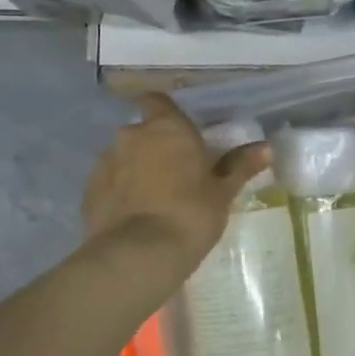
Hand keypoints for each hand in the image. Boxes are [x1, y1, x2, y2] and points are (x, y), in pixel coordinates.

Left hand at [82, 94, 267, 270]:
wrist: (139, 255)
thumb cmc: (190, 214)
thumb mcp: (222, 192)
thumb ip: (240, 166)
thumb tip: (265, 148)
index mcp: (166, 127)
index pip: (157, 100)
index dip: (166, 113)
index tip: (180, 133)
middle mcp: (131, 135)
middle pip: (142, 131)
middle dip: (154, 147)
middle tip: (175, 174)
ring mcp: (105, 162)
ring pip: (123, 157)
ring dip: (135, 170)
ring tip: (153, 200)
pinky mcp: (89, 191)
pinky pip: (108, 183)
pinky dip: (119, 193)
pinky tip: (134, 217)